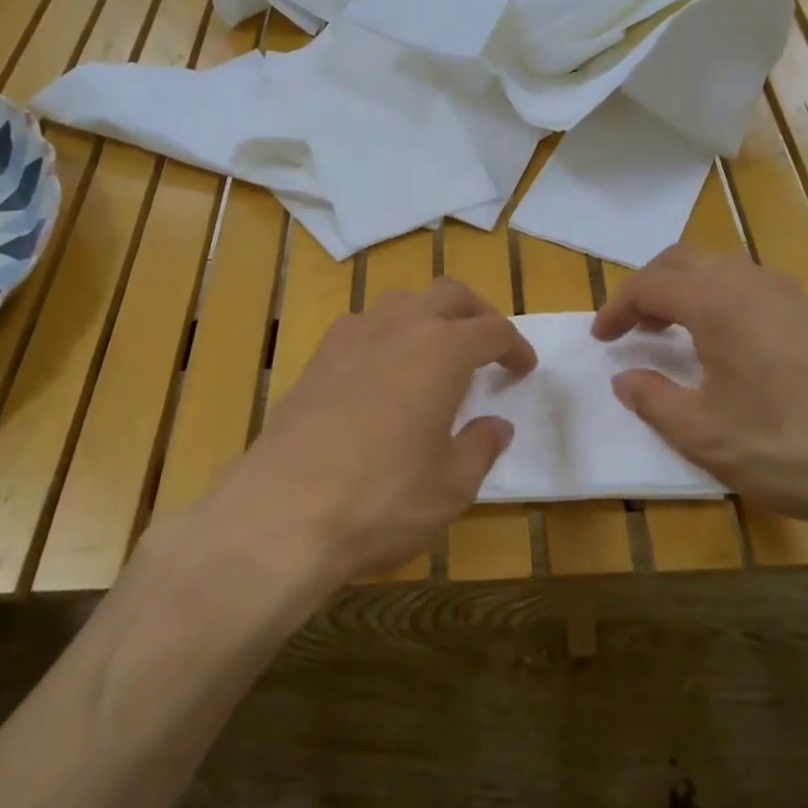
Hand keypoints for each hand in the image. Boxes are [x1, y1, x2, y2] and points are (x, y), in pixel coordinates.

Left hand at [223, 278, 535, 582]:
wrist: (283, 512)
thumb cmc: (384, 498)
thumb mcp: (452, 485)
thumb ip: (481, 447)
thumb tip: (496, 425)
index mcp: (442, 351)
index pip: (492, 330)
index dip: (515, 346)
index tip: (524, 368)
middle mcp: (398, 329)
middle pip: (447, 295)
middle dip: (475, 311)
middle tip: (488, 342)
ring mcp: (350, 339)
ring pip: (399, 302)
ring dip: (427, 315)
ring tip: (435, 350)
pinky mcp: (315, 360)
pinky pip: (360, 325)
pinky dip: (385, 333)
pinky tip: (381, 369)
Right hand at [592, 246, 807, 545]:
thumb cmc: (786, 447)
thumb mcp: (701, 433)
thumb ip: (652, 398)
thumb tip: (626, 378)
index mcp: (716, 301)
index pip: (650, 284)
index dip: (616, 308)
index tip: (601, 340)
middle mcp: (752, 283)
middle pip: (685, 261)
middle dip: (649, 288)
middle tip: (632, 328)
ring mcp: (792, 296)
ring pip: (722, 271)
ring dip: (687, 292)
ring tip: (672, 335)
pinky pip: (752, 290)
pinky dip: (721, 304)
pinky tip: (725, 349)